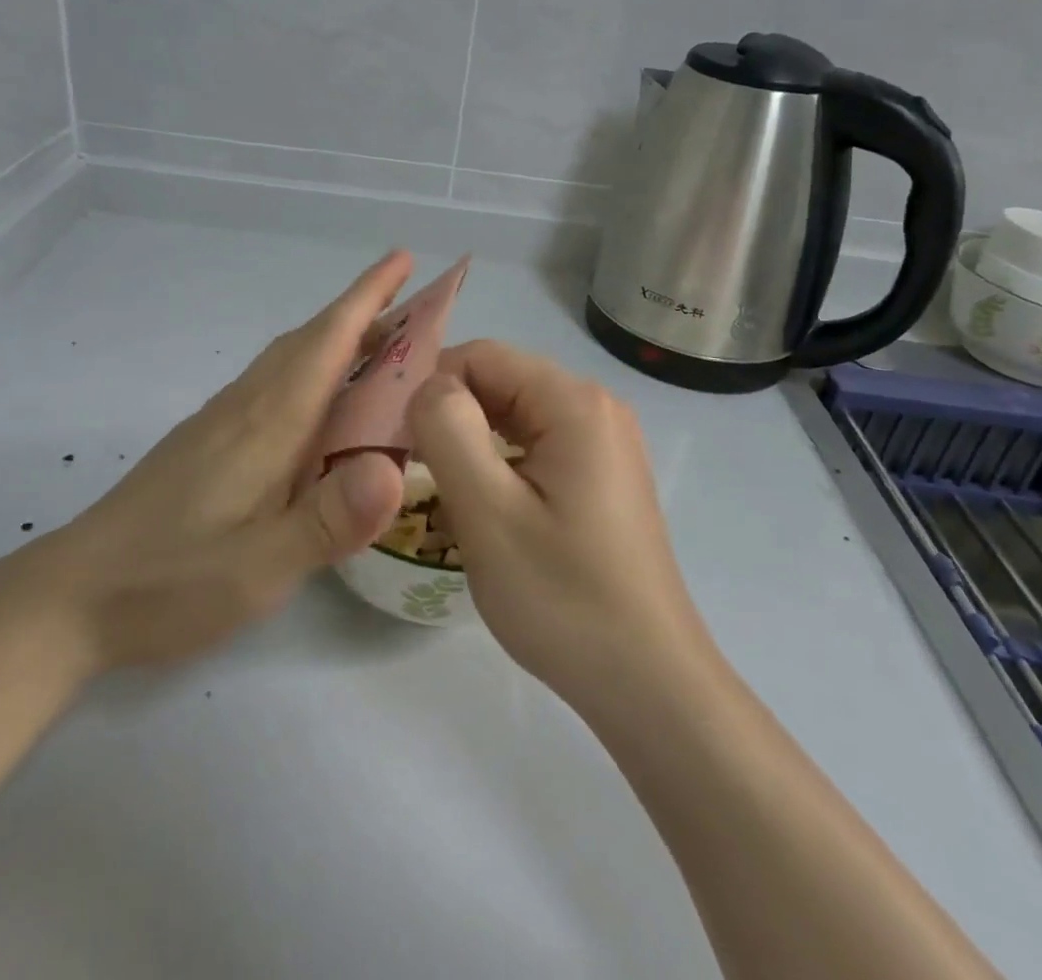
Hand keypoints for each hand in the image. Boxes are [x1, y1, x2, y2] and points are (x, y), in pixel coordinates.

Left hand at [12, 251, 414, 672]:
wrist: (71, 597)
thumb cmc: (170, 582)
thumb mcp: (260, 568)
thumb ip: (329, 521)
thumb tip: (394, 469)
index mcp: (268, 422)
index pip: (328, 341)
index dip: (369, 296)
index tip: (404, 259)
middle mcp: (246, 406)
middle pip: (311, 340)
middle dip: (363, 313)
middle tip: (415, 309)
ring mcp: (221, 422)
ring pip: (289, 360)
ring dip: (336, 340)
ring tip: (380, 351)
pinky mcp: (207, 442)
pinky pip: (273, 385)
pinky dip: (310, 372)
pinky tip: (319, 409)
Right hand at [407, 341, 709, 710]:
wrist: (649, 684)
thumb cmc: (564, 599)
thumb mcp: (488, 513)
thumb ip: (448, 431)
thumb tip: (427, 386)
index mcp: (575, 402)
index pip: (482, 356)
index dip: (430, 384)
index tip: (392, 432)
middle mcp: (595, 407)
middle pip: (500, 381)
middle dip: (449, 413)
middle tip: (406, 463)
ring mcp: (603, 442)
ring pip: (514, 415)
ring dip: (470, 439)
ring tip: (437, 485)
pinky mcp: (600, 476)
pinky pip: (535, 445)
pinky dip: (498, 460)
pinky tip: (481, 502)